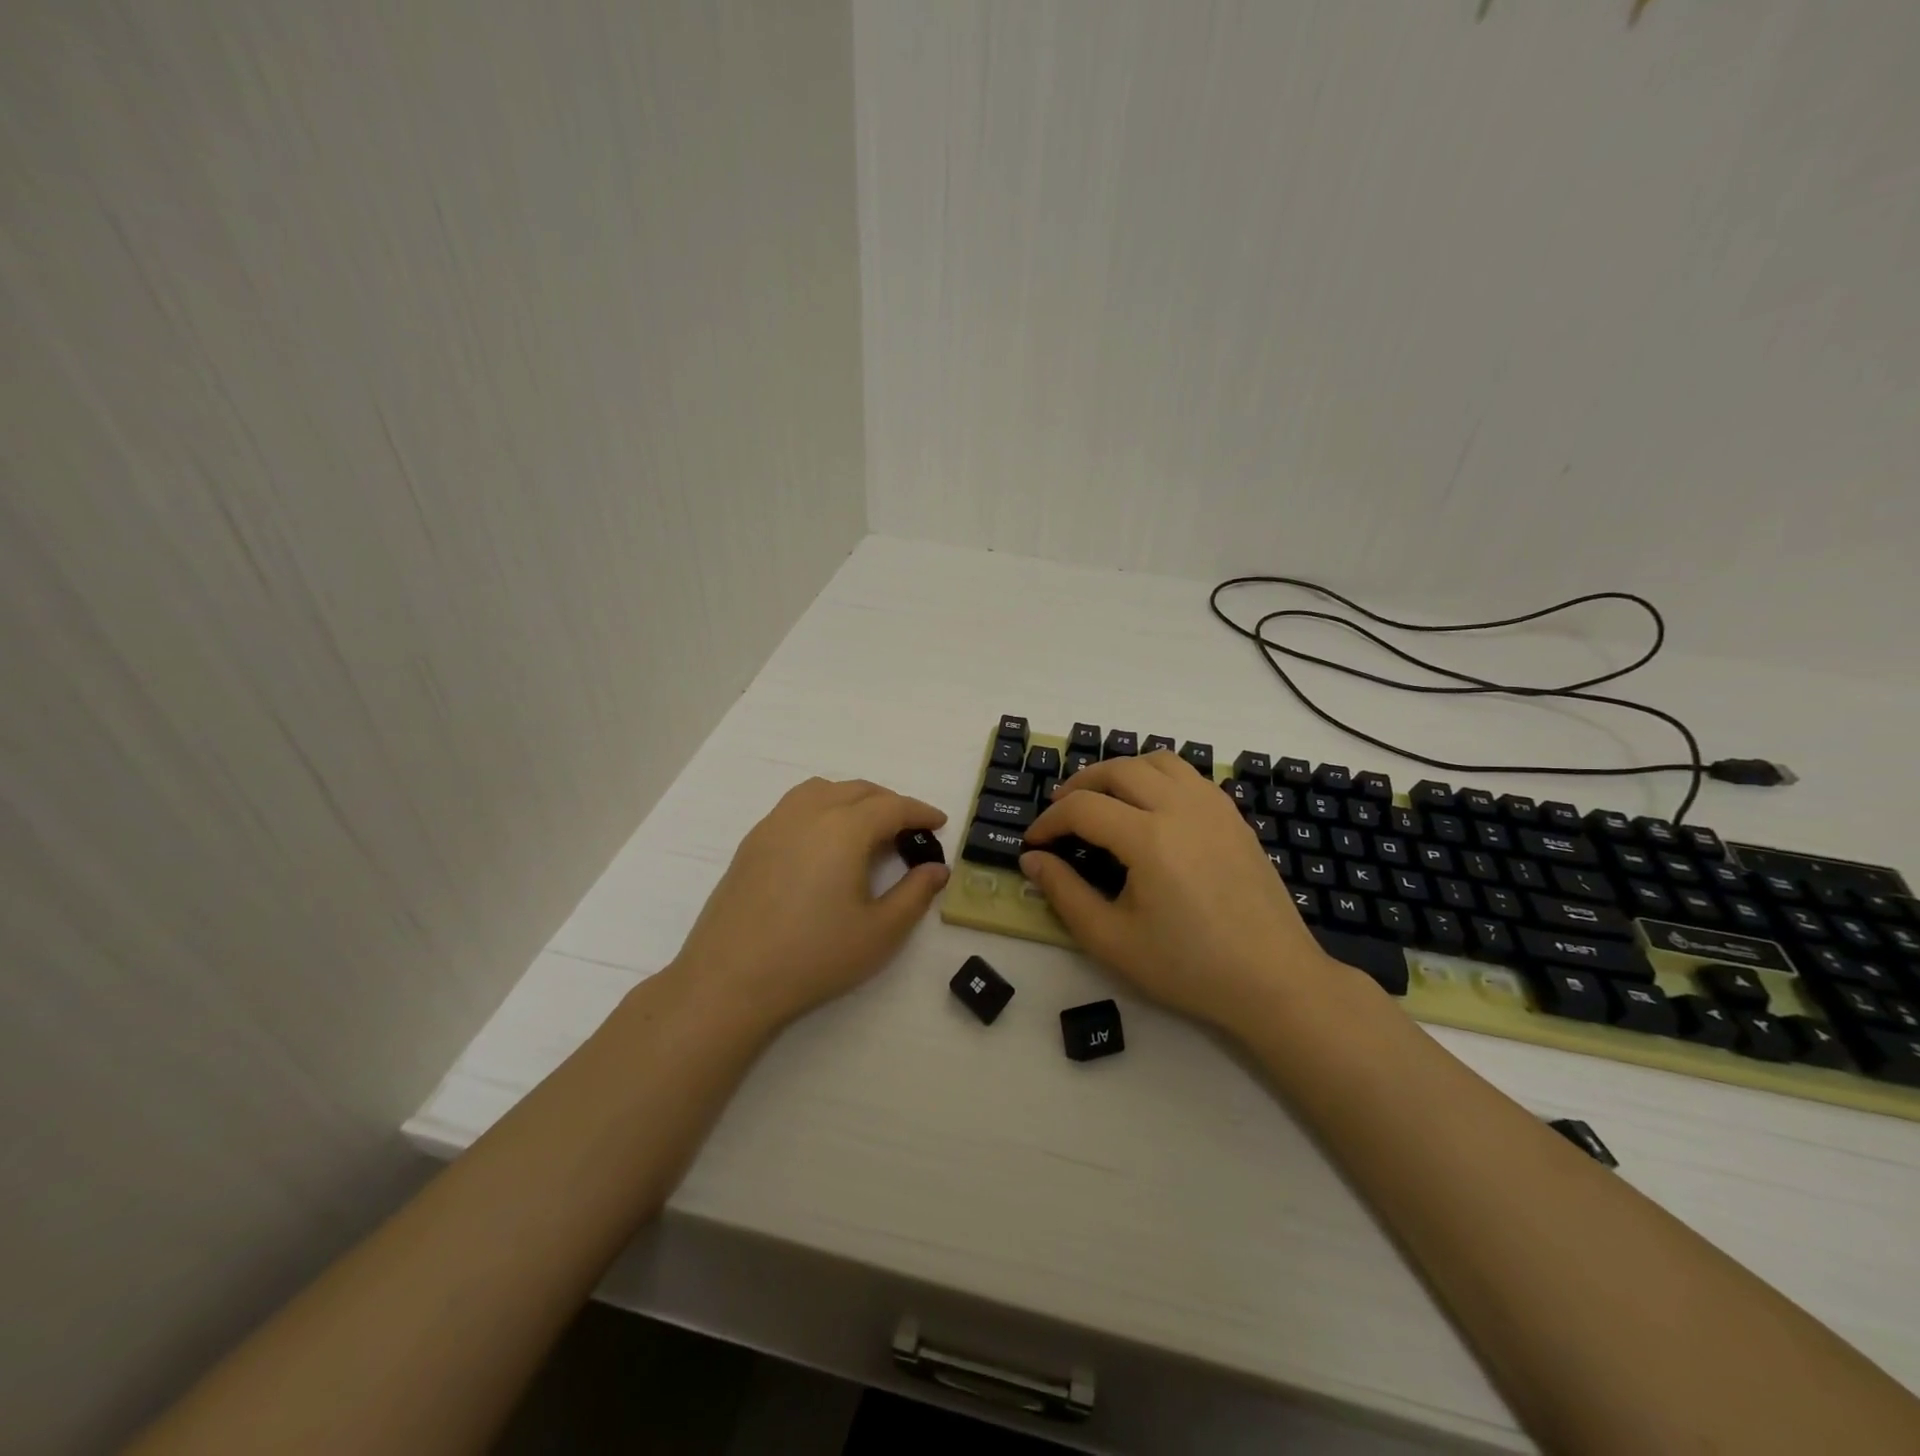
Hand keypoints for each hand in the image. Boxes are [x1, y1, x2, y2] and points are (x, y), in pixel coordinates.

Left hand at [669, 778, 948, 1029]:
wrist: (730, 980)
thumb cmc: (814, 956)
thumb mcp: (880, 932)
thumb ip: (915, 894)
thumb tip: (936, 869)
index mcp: (844, 828)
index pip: (891, 806)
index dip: (919, 811)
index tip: (939, 822)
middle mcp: (808, 813)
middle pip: (857, 790)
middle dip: (889, 803)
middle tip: (909, 829)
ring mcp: (774, 824)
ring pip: (822, 790)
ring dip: (853, 799)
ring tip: (867, 828)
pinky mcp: (752, 842)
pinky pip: (795, 806)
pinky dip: (822, 808)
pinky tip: (824, 843)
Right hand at [1020, 752, 1345, 1029]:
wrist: (1274, 981)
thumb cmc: (1188, 967)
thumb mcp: (1111, 940)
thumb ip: (1064, 893)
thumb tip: (1033, 859)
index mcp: (1149, 838)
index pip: (1083, 808)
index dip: (1049, 821)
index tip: (1032, 843)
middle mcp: (1181, 807)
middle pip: (1118, 769)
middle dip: (1079, 785)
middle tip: (1059, 811)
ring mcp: (1214, 807)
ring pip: (1157, 761)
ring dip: (1120, 771)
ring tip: (1103, 799)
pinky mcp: (1234, 817)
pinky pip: (1188, 775)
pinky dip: (1157, 777)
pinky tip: (1150, 809)